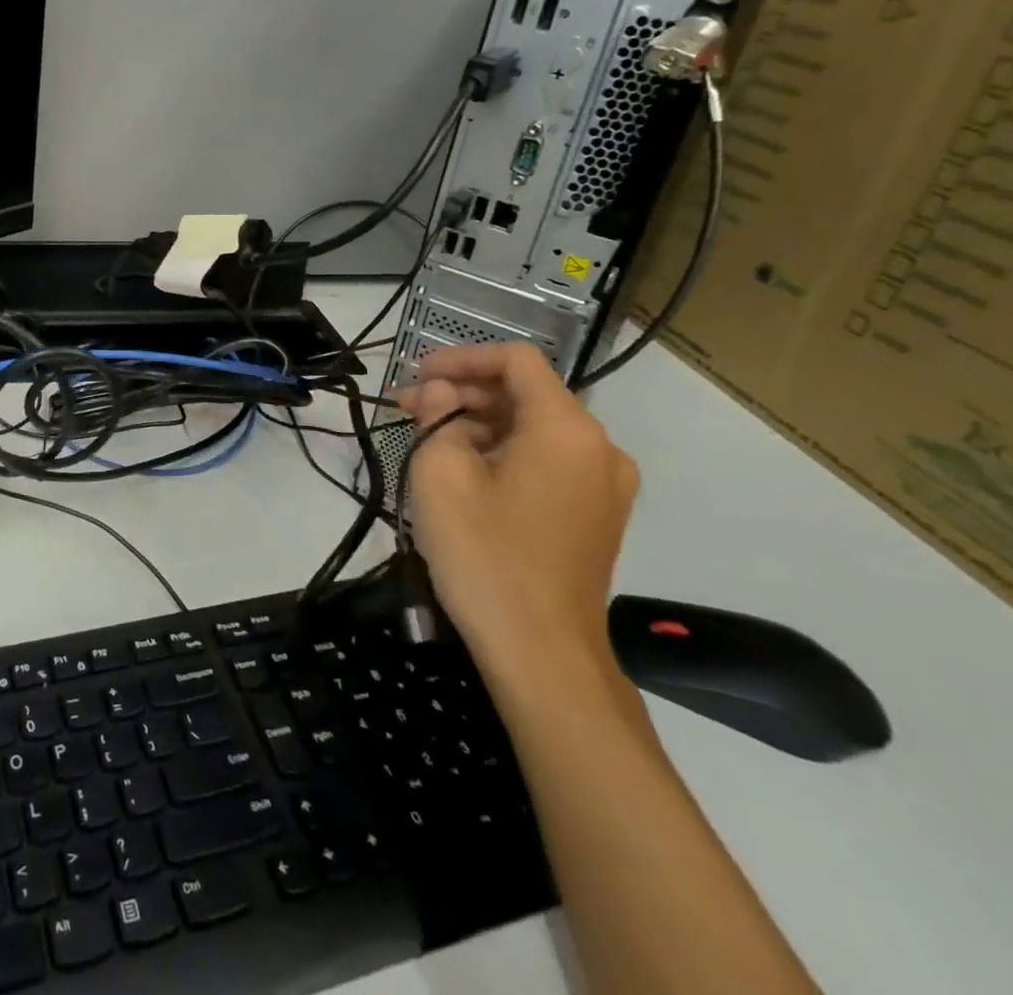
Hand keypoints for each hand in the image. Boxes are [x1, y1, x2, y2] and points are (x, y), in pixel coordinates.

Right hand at [395, 343, 638, 677]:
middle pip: (525, 394)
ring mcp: (604, 485)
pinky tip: (463, 473)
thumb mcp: (441, 474)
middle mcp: (599, 448)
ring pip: (534, 430)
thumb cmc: (486, 554)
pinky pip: (547, 462)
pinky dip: (504, 454)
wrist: (542, 653)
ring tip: (427, 442)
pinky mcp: (596, 515)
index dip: (462, 358)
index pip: (516, 361)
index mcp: (567, 429)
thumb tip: (440, 395)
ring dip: (479, 425)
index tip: (417, 375)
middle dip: (463, 394)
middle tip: (408, 409)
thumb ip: (437, 416)